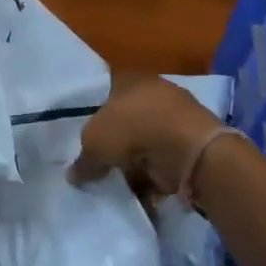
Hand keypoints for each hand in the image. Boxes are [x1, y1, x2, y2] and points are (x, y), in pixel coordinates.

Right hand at [69, 73, 225, 197]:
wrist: (187, 148)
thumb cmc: (133, 129)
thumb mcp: (94, 143)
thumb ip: (83, 159)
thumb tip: (73, 175)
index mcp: (130, 79)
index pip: (106, 92)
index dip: (94, 115)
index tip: (86, 139)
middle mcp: (154, 92)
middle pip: (127, 118)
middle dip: (116, 141)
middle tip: (102, 162)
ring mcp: (176, 115)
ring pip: (147, 139)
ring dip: (137, 159)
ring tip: (122, 179)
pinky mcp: (192, 141)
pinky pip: (165, 157)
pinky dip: (156, 171)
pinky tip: (145, 186)